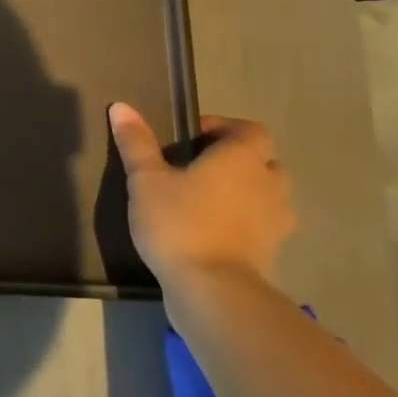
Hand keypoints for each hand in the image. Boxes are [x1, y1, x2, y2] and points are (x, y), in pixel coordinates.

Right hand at [107, 102, 294, 292]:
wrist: (212, 290)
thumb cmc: (179, 223)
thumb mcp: (145, 179)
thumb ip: (136, 142)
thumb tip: (121, 106)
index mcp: (242, 159)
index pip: (251, 130)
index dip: (225, 128)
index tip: (191, 139)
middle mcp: (268, 184)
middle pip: (265, 161)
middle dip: (238, 161)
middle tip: (200, 168)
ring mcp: (276, 222)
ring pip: (269, 195)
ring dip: (247, 192)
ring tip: (208, 200)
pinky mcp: (272, 253)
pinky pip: (263, 226)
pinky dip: (246, 223)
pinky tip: (215, 231)